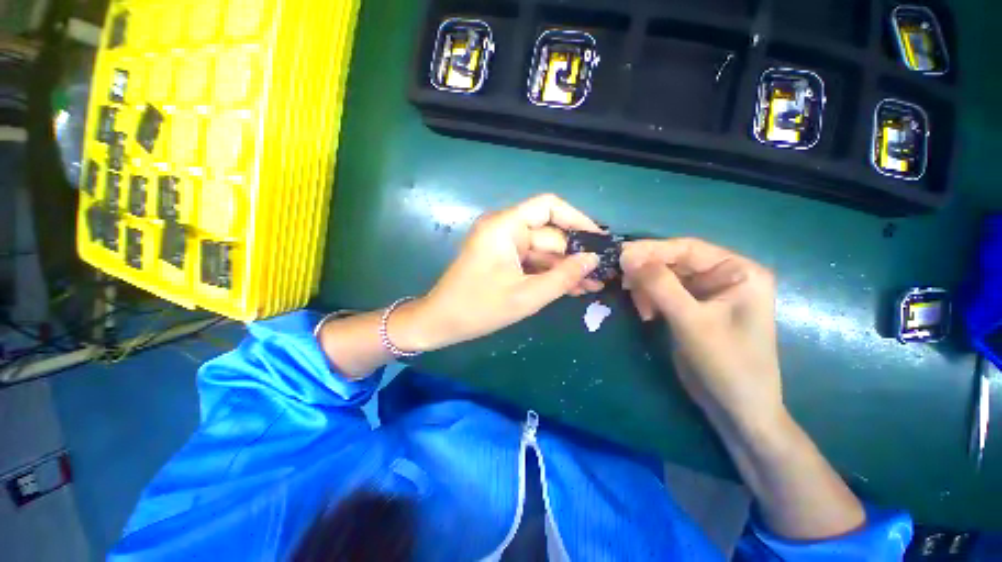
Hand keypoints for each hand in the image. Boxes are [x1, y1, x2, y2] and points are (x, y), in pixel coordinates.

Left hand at [393, 194, 603, 351]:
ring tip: (594, 284)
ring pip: (543, 250)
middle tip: (602, 272)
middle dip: (575, 254)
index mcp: (505, 226)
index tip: (599, 239)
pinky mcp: (504, 260)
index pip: (548, 207)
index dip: (577, 219)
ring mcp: (504, 245)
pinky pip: (533, 262)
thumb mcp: (526, 296)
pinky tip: (573, 287)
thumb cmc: (479, 308)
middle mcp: (505, 229)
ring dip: (566, 267)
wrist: (441, 322)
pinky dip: (551, 273)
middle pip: (549, 233)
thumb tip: (592, 259)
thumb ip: (563, 277)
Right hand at [620, 238, 782, 429]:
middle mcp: (723, 276)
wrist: (737, 409)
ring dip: (646, 287)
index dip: (652, 250)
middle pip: (674, 261)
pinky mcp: (691, 308)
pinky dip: (649, 299)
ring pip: (665, 277)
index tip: (620, 255)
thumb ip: (660, 285)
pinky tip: (646, 313)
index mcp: (737, 271)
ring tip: (640, 308)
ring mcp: (706, 292)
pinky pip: (663, 292)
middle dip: (647, 272)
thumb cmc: (727, 364)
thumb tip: (628, 255)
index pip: (687, 248)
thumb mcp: (692, 322)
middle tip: (623, 282)